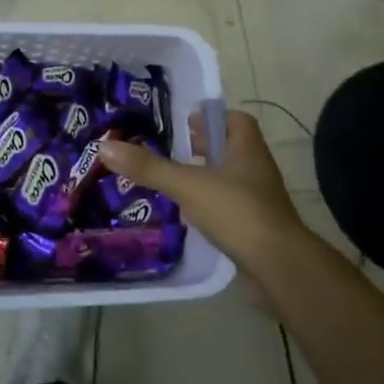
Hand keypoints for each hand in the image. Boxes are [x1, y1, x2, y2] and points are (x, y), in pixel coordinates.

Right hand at [96, 110, 312, 278]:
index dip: (213, 118)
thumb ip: (149, 167)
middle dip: (205, 149)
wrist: (278, 266)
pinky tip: (190, 217)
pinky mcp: (256, 228)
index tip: (186, 123)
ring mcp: (260, 201)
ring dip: (206, 179)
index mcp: (248, 149)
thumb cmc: (237, 212)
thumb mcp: (188, 185)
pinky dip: (211, 207)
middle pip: (231, 149)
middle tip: (173, 152)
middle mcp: (257, 170)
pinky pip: (230, 208)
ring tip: (174, 183)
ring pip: (230, 180)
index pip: (236, 121)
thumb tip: (105, 146)